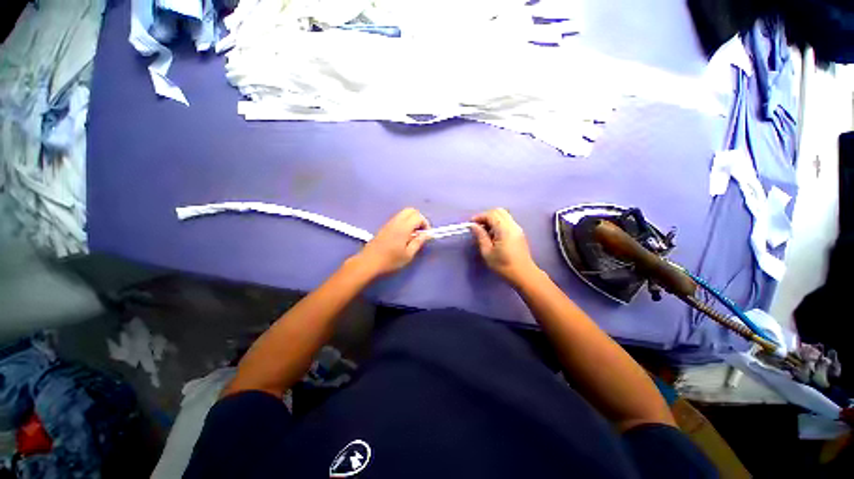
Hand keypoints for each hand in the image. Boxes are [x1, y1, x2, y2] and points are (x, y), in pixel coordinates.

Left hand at [352, 208, 430, 277]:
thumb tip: (426, 234)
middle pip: (411, 210)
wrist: (368, 262)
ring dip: (411, 220)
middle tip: (420, 231)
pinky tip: (404, 235)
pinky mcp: (384, 226)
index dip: (425, 223)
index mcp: (403, 228)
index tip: (426, 234)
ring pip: (404, 213)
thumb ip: (418, 242)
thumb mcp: (408, 255)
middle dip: (419, 218)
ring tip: (413, 235)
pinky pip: (398, 218)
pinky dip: (405, 222)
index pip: (418, 216)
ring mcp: (389, 223)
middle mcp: (396, 222)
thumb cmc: (390, 260)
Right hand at [471, 208, 539, 284]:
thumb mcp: (487, 252)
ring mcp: (517, 228)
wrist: (524, 275)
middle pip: (498, 211)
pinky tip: (493, 235)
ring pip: (504, 215)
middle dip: (486, 216)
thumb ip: (480, 236)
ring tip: (484, 231)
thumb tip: (473, 226)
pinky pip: (507, 221)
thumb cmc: (503, 265)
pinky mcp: (519, 233)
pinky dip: (498, 223)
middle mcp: (512, 225)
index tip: (471, 224)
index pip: (491, 214)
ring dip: (492, 219)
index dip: (479, 216)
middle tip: (478, 226)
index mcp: (504, 229)